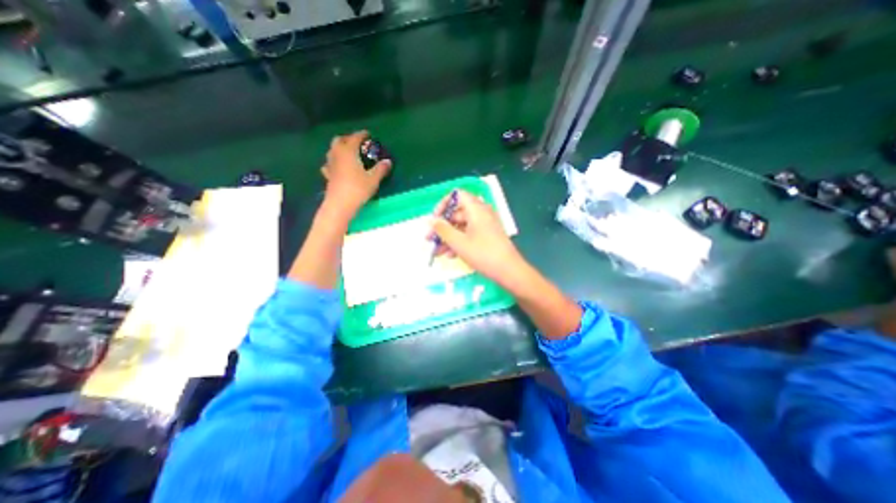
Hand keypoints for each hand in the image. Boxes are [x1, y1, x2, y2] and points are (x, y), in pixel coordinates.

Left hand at [323, 129, 391, 213]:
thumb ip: (381, 169)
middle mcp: (337, 154)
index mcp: (349, 151)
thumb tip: (388, 161)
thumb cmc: (358, 189)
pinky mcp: (328, 175)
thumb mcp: (373, 179)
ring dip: (340, 148)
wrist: (340, 204)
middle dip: (348, 138)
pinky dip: (334, 162)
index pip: (355, 138)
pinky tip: (338, 167)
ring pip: (332, 150)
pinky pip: (329, 164)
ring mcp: (330, 164)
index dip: (362, 135)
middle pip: (339, 140)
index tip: (368, 134)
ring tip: (349, 153)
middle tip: (357, 142)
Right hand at [432, 190, 526, 286]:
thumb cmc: (483, 254)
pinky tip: (451, 255)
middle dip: (442, 227)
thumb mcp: (459, 242)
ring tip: (437, 252)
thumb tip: (431, 220)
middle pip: (457, 213)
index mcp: (476, 208)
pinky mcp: (487, 236)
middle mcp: (482, 213)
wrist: (509, 271)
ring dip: (449, 238)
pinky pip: (469, 234)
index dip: (443, 204)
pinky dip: (459, 242)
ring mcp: (485, 225)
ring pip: (462, 226)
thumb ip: (442, 229)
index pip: (457, 195)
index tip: (435, 219)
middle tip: (430, 239)